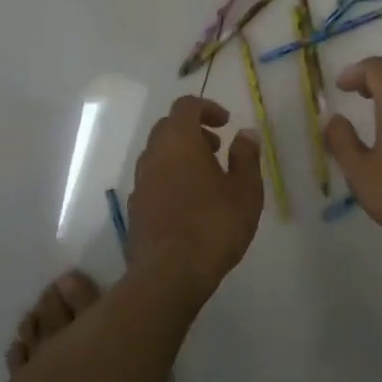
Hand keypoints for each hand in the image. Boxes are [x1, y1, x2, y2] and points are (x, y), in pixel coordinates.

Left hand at [128, 95, 263, 291]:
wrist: (168, 275)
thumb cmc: (214, 225)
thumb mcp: (245, 189)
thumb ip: (246, 156)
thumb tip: (245, 133)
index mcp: (178, 141)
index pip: (185, 106)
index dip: (207, 108)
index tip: (226, 123)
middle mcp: (153, 155)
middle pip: (168, 128)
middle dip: (193, 131)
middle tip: (218, 148)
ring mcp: (140, 183)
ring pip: (158, 155)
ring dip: (181, 155)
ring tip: (208, 178)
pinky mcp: (135, 209)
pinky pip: (153, 180)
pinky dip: (171, 178)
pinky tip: (190, 203)